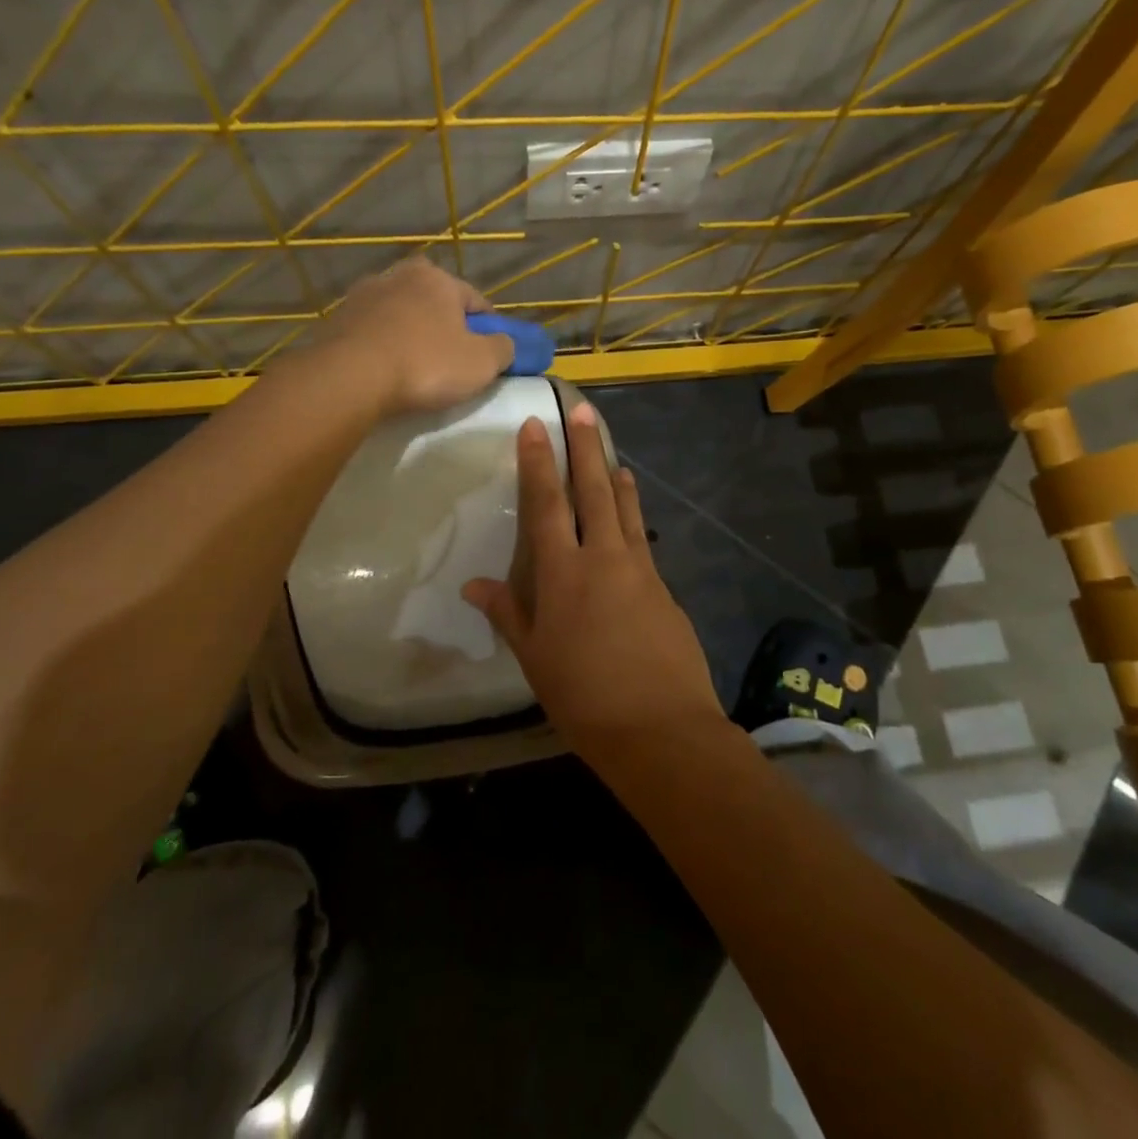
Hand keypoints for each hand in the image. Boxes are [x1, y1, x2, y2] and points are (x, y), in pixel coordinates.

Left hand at [317, 257, 513, 417]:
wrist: (349, 379)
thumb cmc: (425, 364)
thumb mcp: (482, 362)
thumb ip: (504, 348)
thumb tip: (505, 344)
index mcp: (437, 278)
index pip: (475, 301)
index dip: (489, 329)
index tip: (490, 354)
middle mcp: (398, 276)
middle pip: (435, 304)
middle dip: (446, 328)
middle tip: (452, 362)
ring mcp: (362, 296)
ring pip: (401, 317)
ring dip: (411, 336)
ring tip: (416, 371)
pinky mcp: (336, 321)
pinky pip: (373, 334)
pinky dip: (383, 348)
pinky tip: (386, 373)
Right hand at [464, 401, 724, 764]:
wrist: (660, 727)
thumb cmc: (583, 697)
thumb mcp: (534, 658)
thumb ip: (507, 613)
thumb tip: (473, 584)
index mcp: (562, 573)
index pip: (546, 504)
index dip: (538, 462)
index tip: (535, 426)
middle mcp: (603, 558)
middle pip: (593, 491)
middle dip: (585, 448)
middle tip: (584, 411)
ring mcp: (639, 570)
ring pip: (625, 510)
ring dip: (616, 478)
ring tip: (613, 455)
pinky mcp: (664, 588)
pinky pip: (643, 541)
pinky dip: (634, 518)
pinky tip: (631, 518)